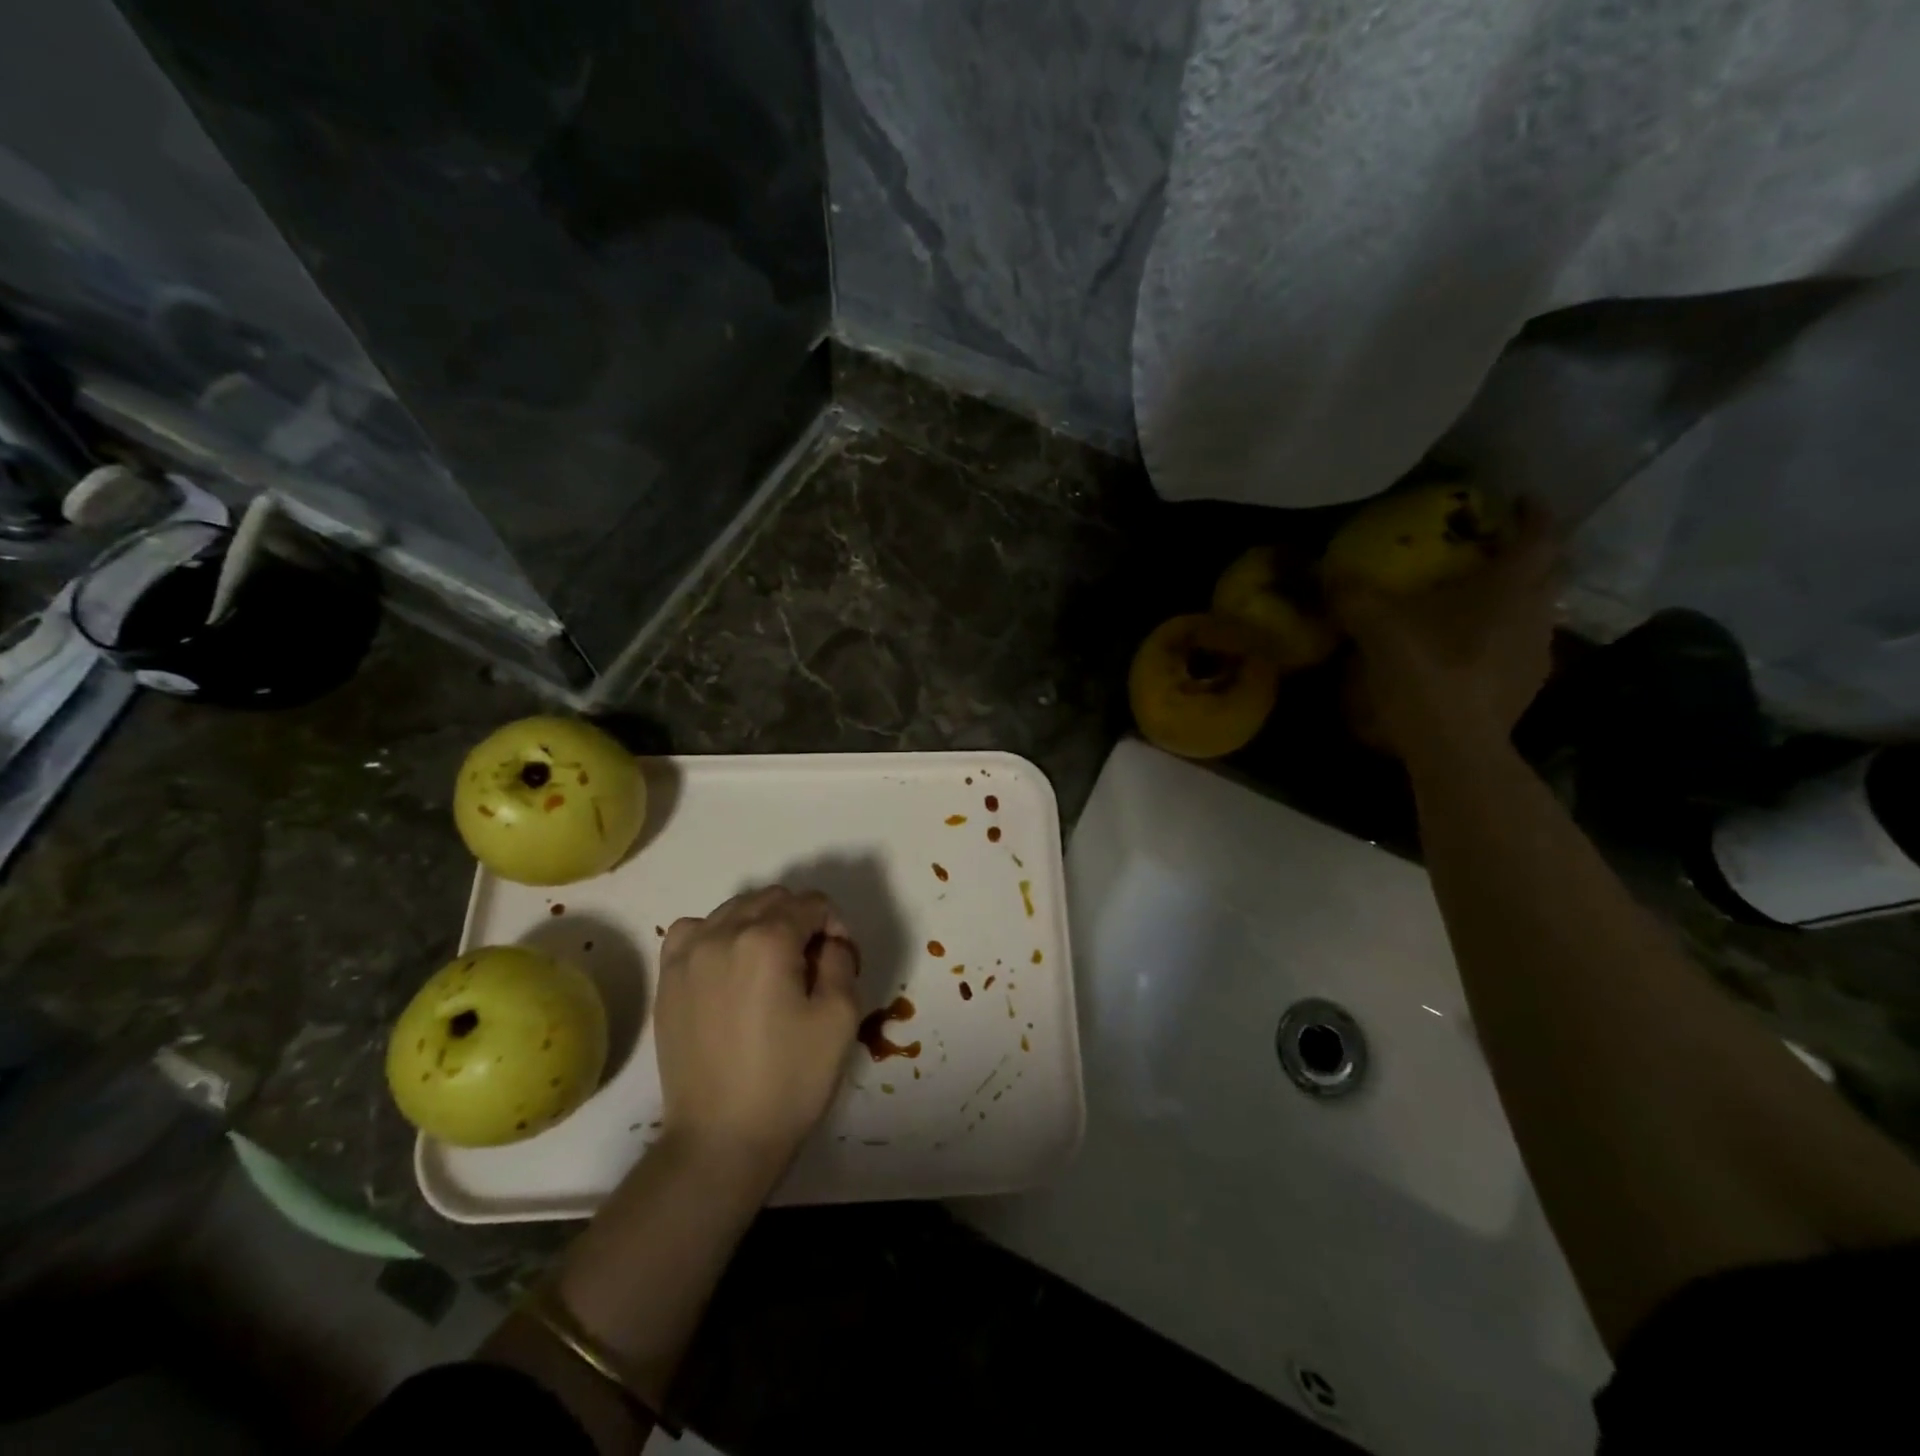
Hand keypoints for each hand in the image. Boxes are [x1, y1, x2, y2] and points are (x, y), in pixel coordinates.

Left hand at [654, 886, 860, 1182]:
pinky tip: (728, 963)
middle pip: (773, 899)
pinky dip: (717, 933)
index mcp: (767, 939)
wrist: (721, 1139)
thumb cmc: (789, 1080)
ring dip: (762, 923)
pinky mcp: (668, 978)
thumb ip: (841, 960)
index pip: (812, 904)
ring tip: (772, 967)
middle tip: (812, 965)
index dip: (835, 926)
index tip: (839, 961)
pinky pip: (694, 929)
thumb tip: (829, 941)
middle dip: (800, 920)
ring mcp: (688, 954)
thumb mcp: (840, 1017)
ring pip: (735, 908)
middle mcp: (723, 933)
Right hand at [1328, 503, 1557, 758]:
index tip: (1521, 500)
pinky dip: (1503, 638)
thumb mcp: (1376, 627)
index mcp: (1509, 587)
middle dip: (1529, 556)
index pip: (1540, 536)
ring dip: (1516, 600)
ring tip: (1480, 603)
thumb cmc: (1425, 671)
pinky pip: (1522, 648)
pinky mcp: (1526, 687)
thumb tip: (1328, 570)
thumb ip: (1353, 595)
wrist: (1453, 744)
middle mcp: (1536, 613)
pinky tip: (1471, 651)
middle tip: (1497, 550)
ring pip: (1537, 612)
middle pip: (1549, 572)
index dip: (1533, 514)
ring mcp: (1537, 653)